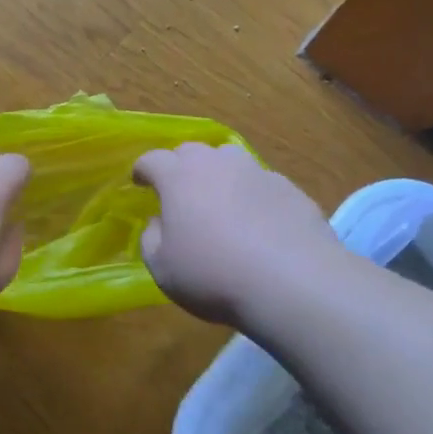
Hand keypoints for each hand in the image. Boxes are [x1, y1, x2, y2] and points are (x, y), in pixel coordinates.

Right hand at [133, 142, 341, 327]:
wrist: (293, 282)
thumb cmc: (213, 275)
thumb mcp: (162, 267)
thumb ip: (152, 238)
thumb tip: (159, 222)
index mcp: (179, 177)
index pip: (152, 160)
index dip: (143, 170)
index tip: (139, 183)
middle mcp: (217, 164)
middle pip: (192, 152)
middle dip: (180, 167)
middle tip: (179, 194)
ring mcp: (258, 172)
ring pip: (230, 161)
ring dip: (219, 175)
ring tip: (221, 203)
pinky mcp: (290, 189)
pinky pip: (262, 184)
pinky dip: (253, 197)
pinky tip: (259, 224)